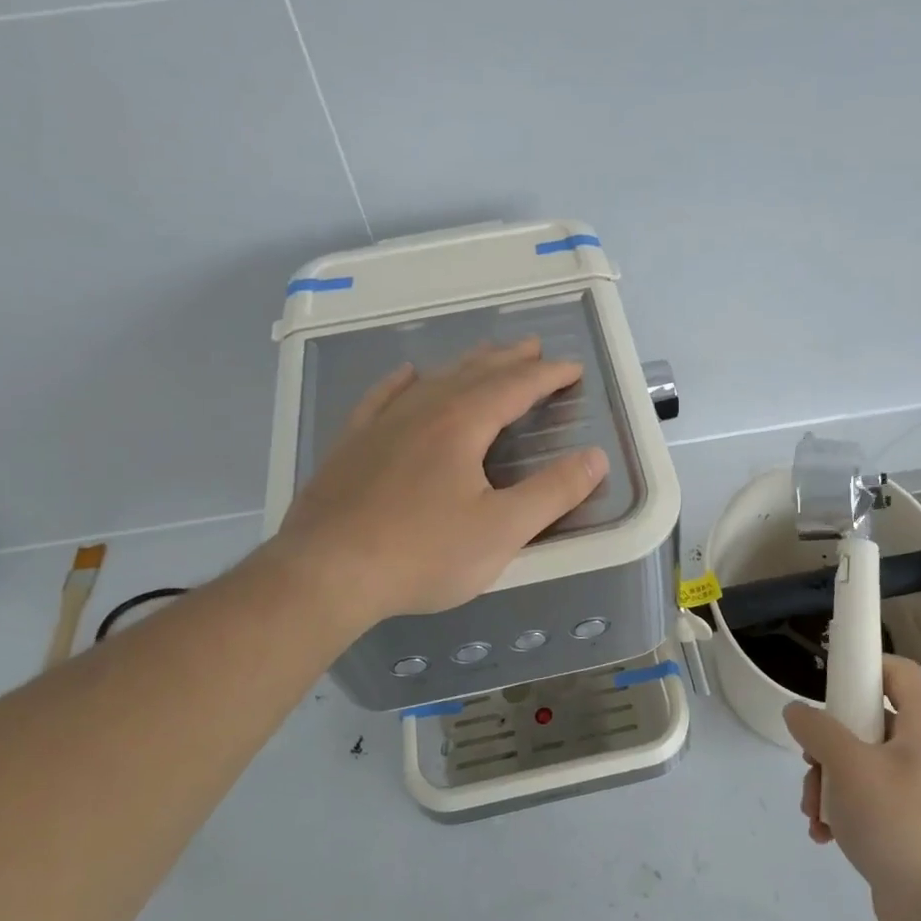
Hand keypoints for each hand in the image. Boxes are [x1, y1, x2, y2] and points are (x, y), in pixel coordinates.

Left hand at [273, 338, 608, 627]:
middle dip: (509, 360)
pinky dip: (401, 382)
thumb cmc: (422, 554)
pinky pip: (381, 398)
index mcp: (462, 425)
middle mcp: (423, 411)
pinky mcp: (351, 445)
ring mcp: (381, 425)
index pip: (515, 387)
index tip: (572, 368)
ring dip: (466, 365)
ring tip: (485, 355)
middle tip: (533, 347)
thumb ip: (553, 492)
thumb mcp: (502, 530)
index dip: (548, 375)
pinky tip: (407, 375)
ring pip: (433, 381)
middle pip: (474, 373)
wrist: (325, 573)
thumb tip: (595, 457)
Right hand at [784, 656, 920, 920]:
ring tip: (814, 810)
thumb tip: (796, 713)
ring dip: (827, 782)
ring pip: (858, 764)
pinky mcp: (906, 825)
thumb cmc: (900, 824)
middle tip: (811, 763)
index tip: (827, 684)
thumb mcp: (848, 767)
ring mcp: (916, 791)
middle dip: (827, 743)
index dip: (863, 667)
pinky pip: (865, 801)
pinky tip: (824, 835)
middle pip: (866, 721)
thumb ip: (817, 731)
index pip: (897, 672)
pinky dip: (841, 811)